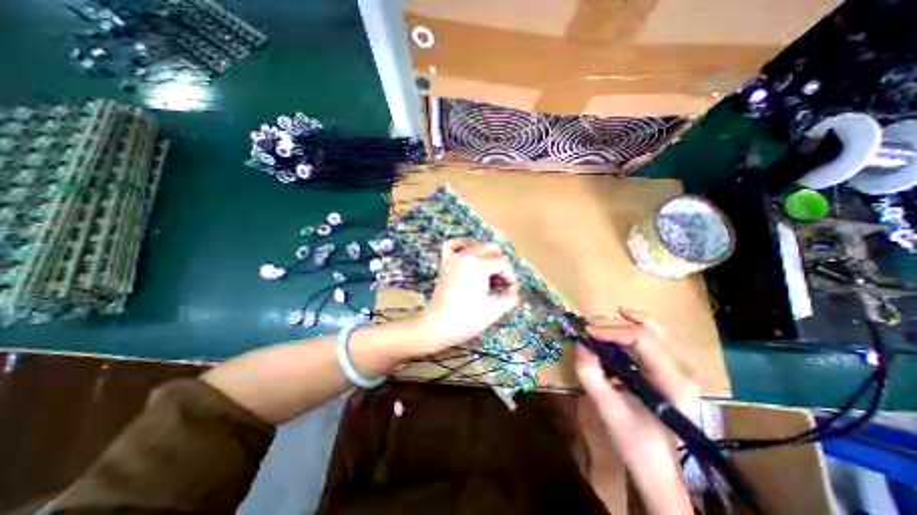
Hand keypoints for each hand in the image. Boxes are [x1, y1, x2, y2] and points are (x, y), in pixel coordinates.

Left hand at [414, 240, 517, 352]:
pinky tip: (470, 257)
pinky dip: (464, 247)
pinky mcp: (445, 263)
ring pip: (476, 245)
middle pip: (491, 248)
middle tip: (500, 283)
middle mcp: (466, 256)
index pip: (502, 262)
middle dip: (500, 264)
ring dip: (486, 256)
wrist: (437, 326)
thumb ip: (510, 296)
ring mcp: (453, 258)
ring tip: (488, 275)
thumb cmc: (466, 319)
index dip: (510, 276)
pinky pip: (454, 245)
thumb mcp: (494, 310)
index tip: (510, 289)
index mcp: (478, 265)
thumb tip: (513, 290)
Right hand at [576, 309, 699, 464]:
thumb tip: (581, 344)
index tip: (586, 333)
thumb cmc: (634, 442)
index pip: (642, 340)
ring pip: (654, 330)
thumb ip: (591, 374)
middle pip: (647, 331)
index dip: (611, 331)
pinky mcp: (669, 370)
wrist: (656, 465)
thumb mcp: (607, 409)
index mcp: (672, 384)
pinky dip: (636, 325)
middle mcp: (682, 372)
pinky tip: (624, 317)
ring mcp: (679, 370)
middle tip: (587, 327)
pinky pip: (654, 338)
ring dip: (625, 321)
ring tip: (601, 322)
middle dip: (613, 324)